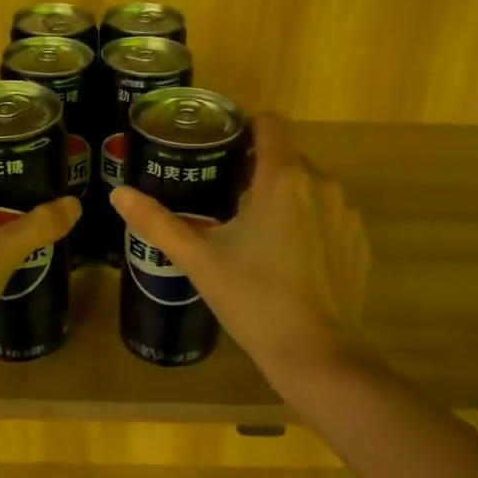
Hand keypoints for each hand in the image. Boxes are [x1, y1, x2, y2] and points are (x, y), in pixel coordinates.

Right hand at [111, 115, 369, 381]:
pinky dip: (309, 224)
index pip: (269, 124)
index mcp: (282, 178)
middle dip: (257, 171)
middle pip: (286, 158)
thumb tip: (119, 193)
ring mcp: (346, 214)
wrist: (315, 353)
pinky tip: (289, 259)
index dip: (243, 127)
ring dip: (285, 198)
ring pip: (309, 188)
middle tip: (225, 200)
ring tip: (256, 232)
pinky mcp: (358, 242)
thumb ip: (157, 222)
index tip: (220, 148)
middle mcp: (322, 184)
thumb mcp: (199, 260)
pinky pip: (329, 216)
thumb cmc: (253, 299)